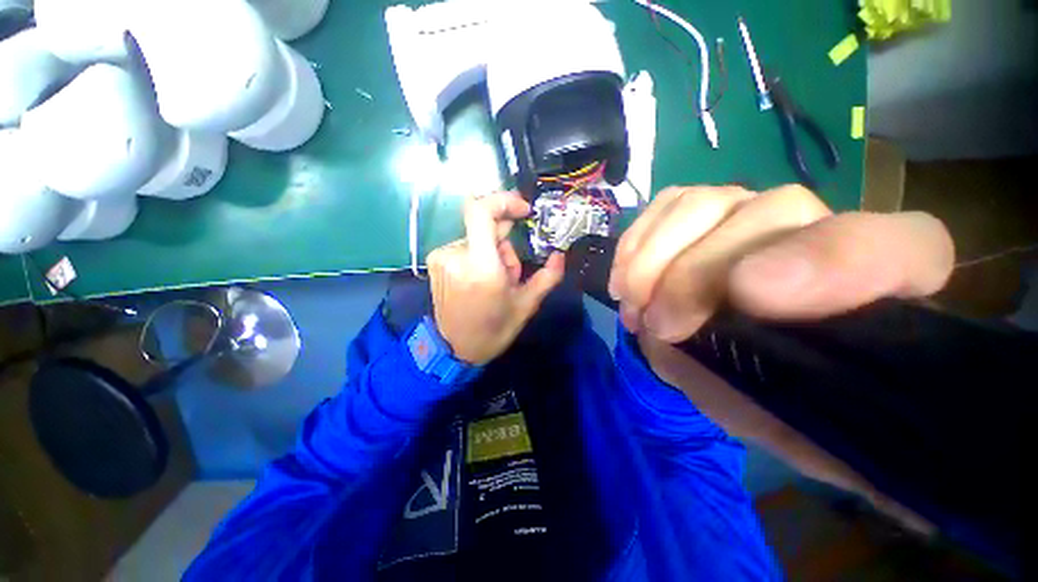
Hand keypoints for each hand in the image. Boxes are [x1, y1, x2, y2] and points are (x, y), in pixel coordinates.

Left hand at [427, 192, 564, 364]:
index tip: (523, 210)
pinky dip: (477, 255)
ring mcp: (442, 257)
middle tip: (510, 271)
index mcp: (481, 267)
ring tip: (494, 280)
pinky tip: (479, 279)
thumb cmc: (493, 329)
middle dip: (504, 241)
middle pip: (486, 227)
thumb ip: (547, 277)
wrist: (454, 348)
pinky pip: (464, 245)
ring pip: (476, 237)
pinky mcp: (435, 260)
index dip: (504, 201)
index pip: (482, 211)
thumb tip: (560, 255)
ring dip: (492, 251)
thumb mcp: (526, 305)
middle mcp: (457, 256)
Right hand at [611, 184, 953, 535]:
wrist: (740, 367)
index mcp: (879, 295)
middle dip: (695, 274)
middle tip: (658, 325)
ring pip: (705, 202)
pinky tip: (624, 278)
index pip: (899, 249)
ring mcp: (753, 212)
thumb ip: (778, 406)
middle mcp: (819, 232)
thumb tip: (708, 357)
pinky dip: (635, 242)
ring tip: (633, 305)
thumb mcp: (787, 425)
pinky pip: (667, 204)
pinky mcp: (701, 212)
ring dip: (653, 259)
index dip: (831, 262)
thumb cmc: (775, 400)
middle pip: (772, 213)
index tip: (748, 296)